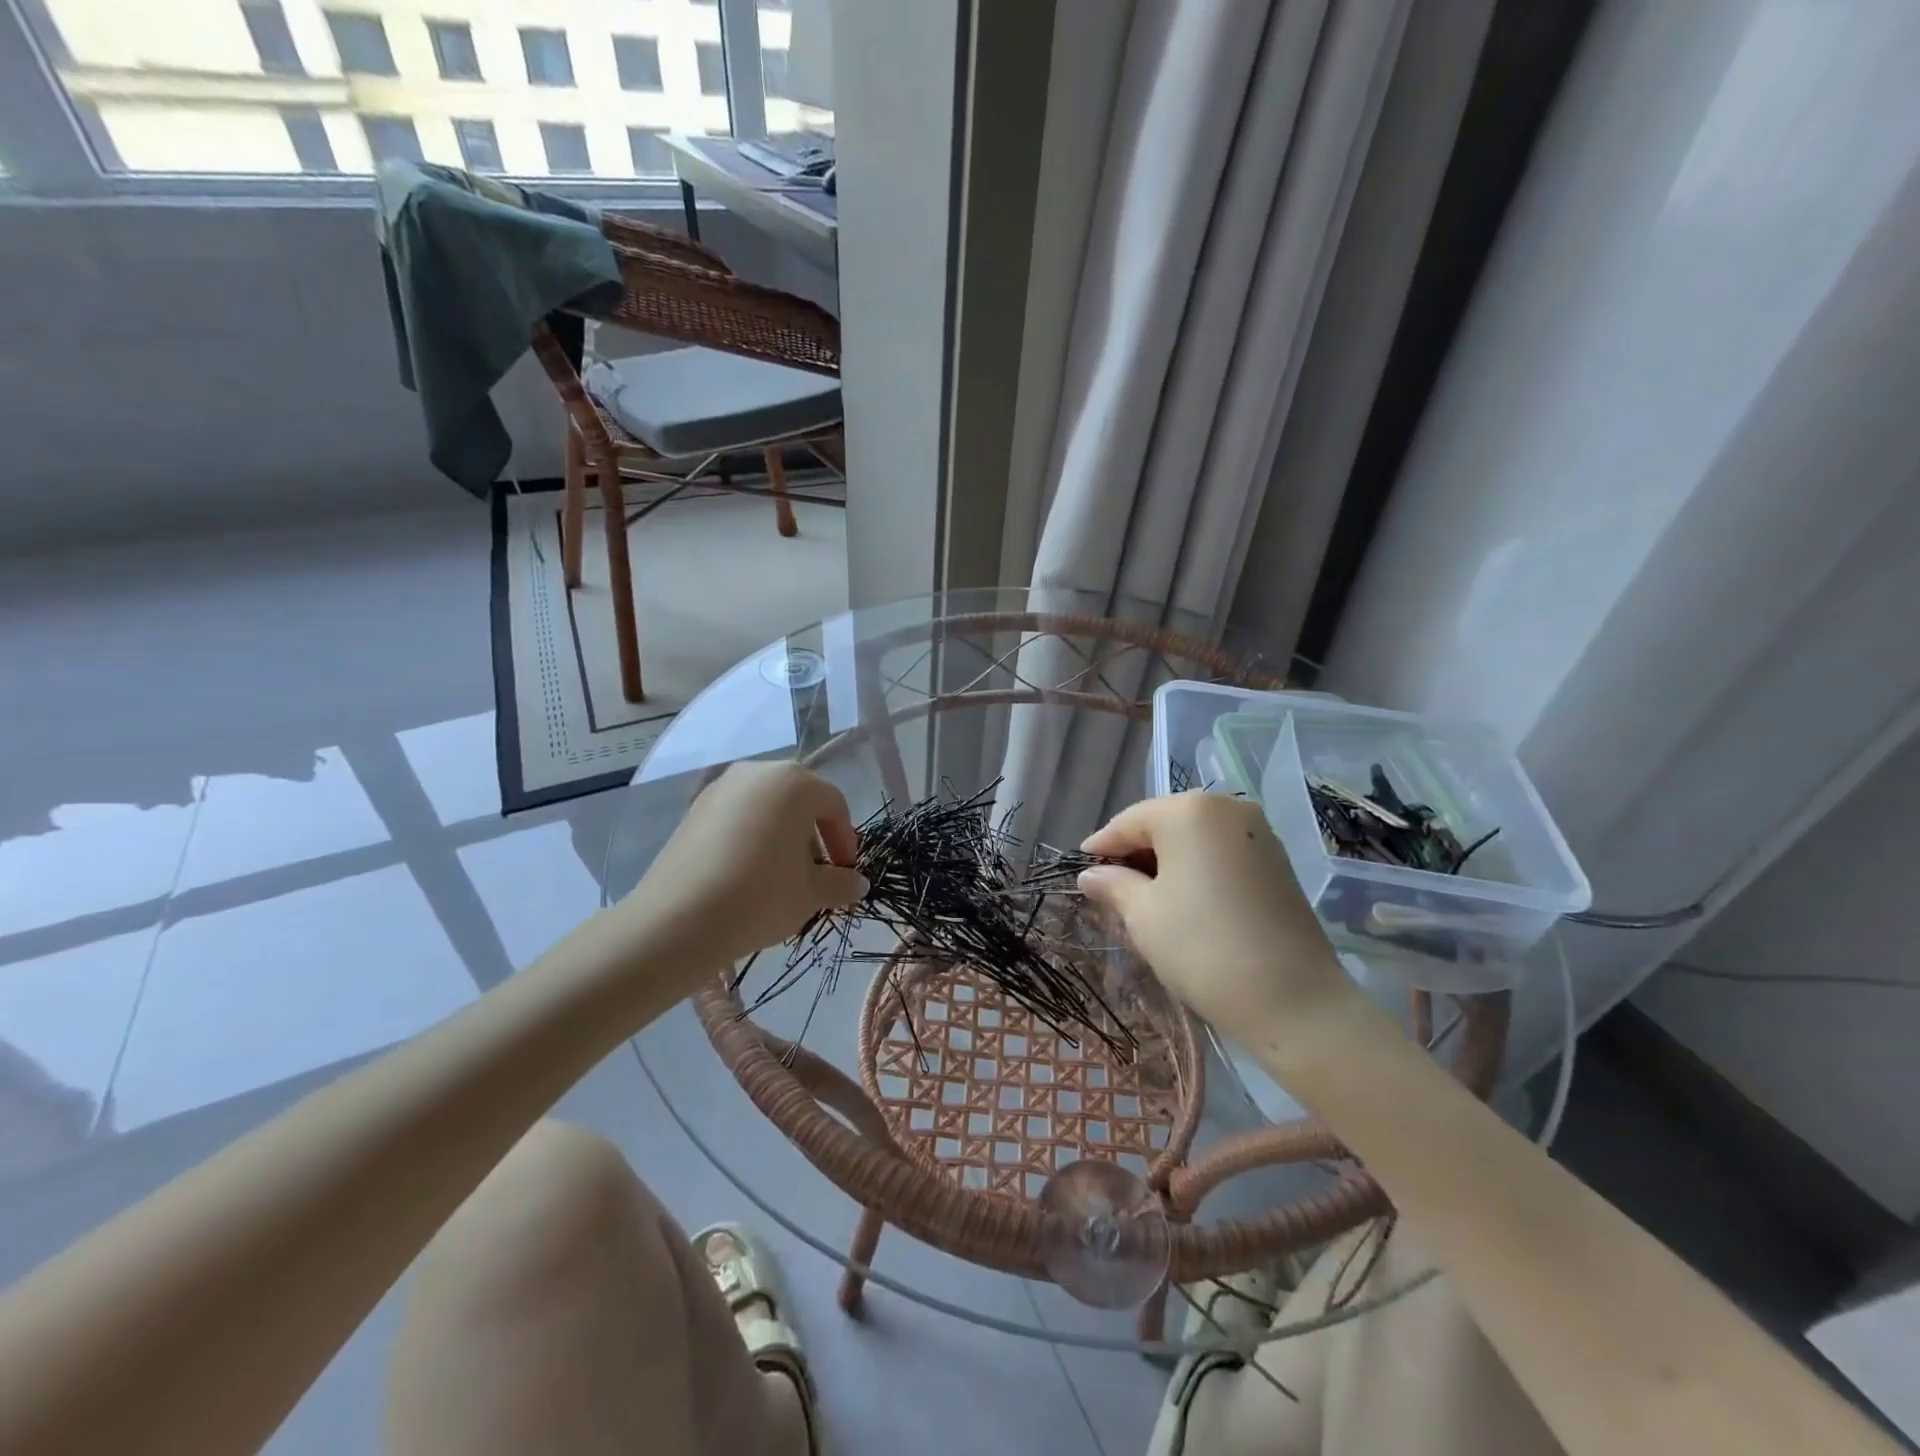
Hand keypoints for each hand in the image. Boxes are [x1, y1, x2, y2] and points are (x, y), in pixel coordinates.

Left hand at [621, 761, 867, 976]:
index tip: (844, 874)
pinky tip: (748, 873)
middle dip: (814, 835)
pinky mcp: (694, 808)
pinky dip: (751, 837)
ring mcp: (722, 787)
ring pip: (767, 807)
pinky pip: (737, 816)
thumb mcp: (812, 894)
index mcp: (796, 782)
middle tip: (816, 873)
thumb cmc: (761, 896)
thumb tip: (857, 884)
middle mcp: (759, 772)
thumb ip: (841, 883)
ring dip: (782, 835)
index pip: (834, 806)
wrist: (678, 918)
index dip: (845, 841)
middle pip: (800, 800)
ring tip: (781, 875)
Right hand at [1077, 793, 1366, 1053]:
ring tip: (1144, 896)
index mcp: (1189, 810)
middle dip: (1135, 852)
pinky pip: (1220, 851)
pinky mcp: (1276, 859)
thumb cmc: (1203, 948)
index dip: (1102, 846)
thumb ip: (1113, 885)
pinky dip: (1196, 867)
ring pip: (1194, 837)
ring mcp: (1258, 832)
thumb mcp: (1143, 915)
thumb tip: (1090, 874)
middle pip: (1164, 822)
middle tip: (1110, 887)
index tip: (1080, 870)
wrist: (1295, 1001)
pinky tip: (1184, 899)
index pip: (1129, 821)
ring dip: (1166, 861)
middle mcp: (1227, 807)